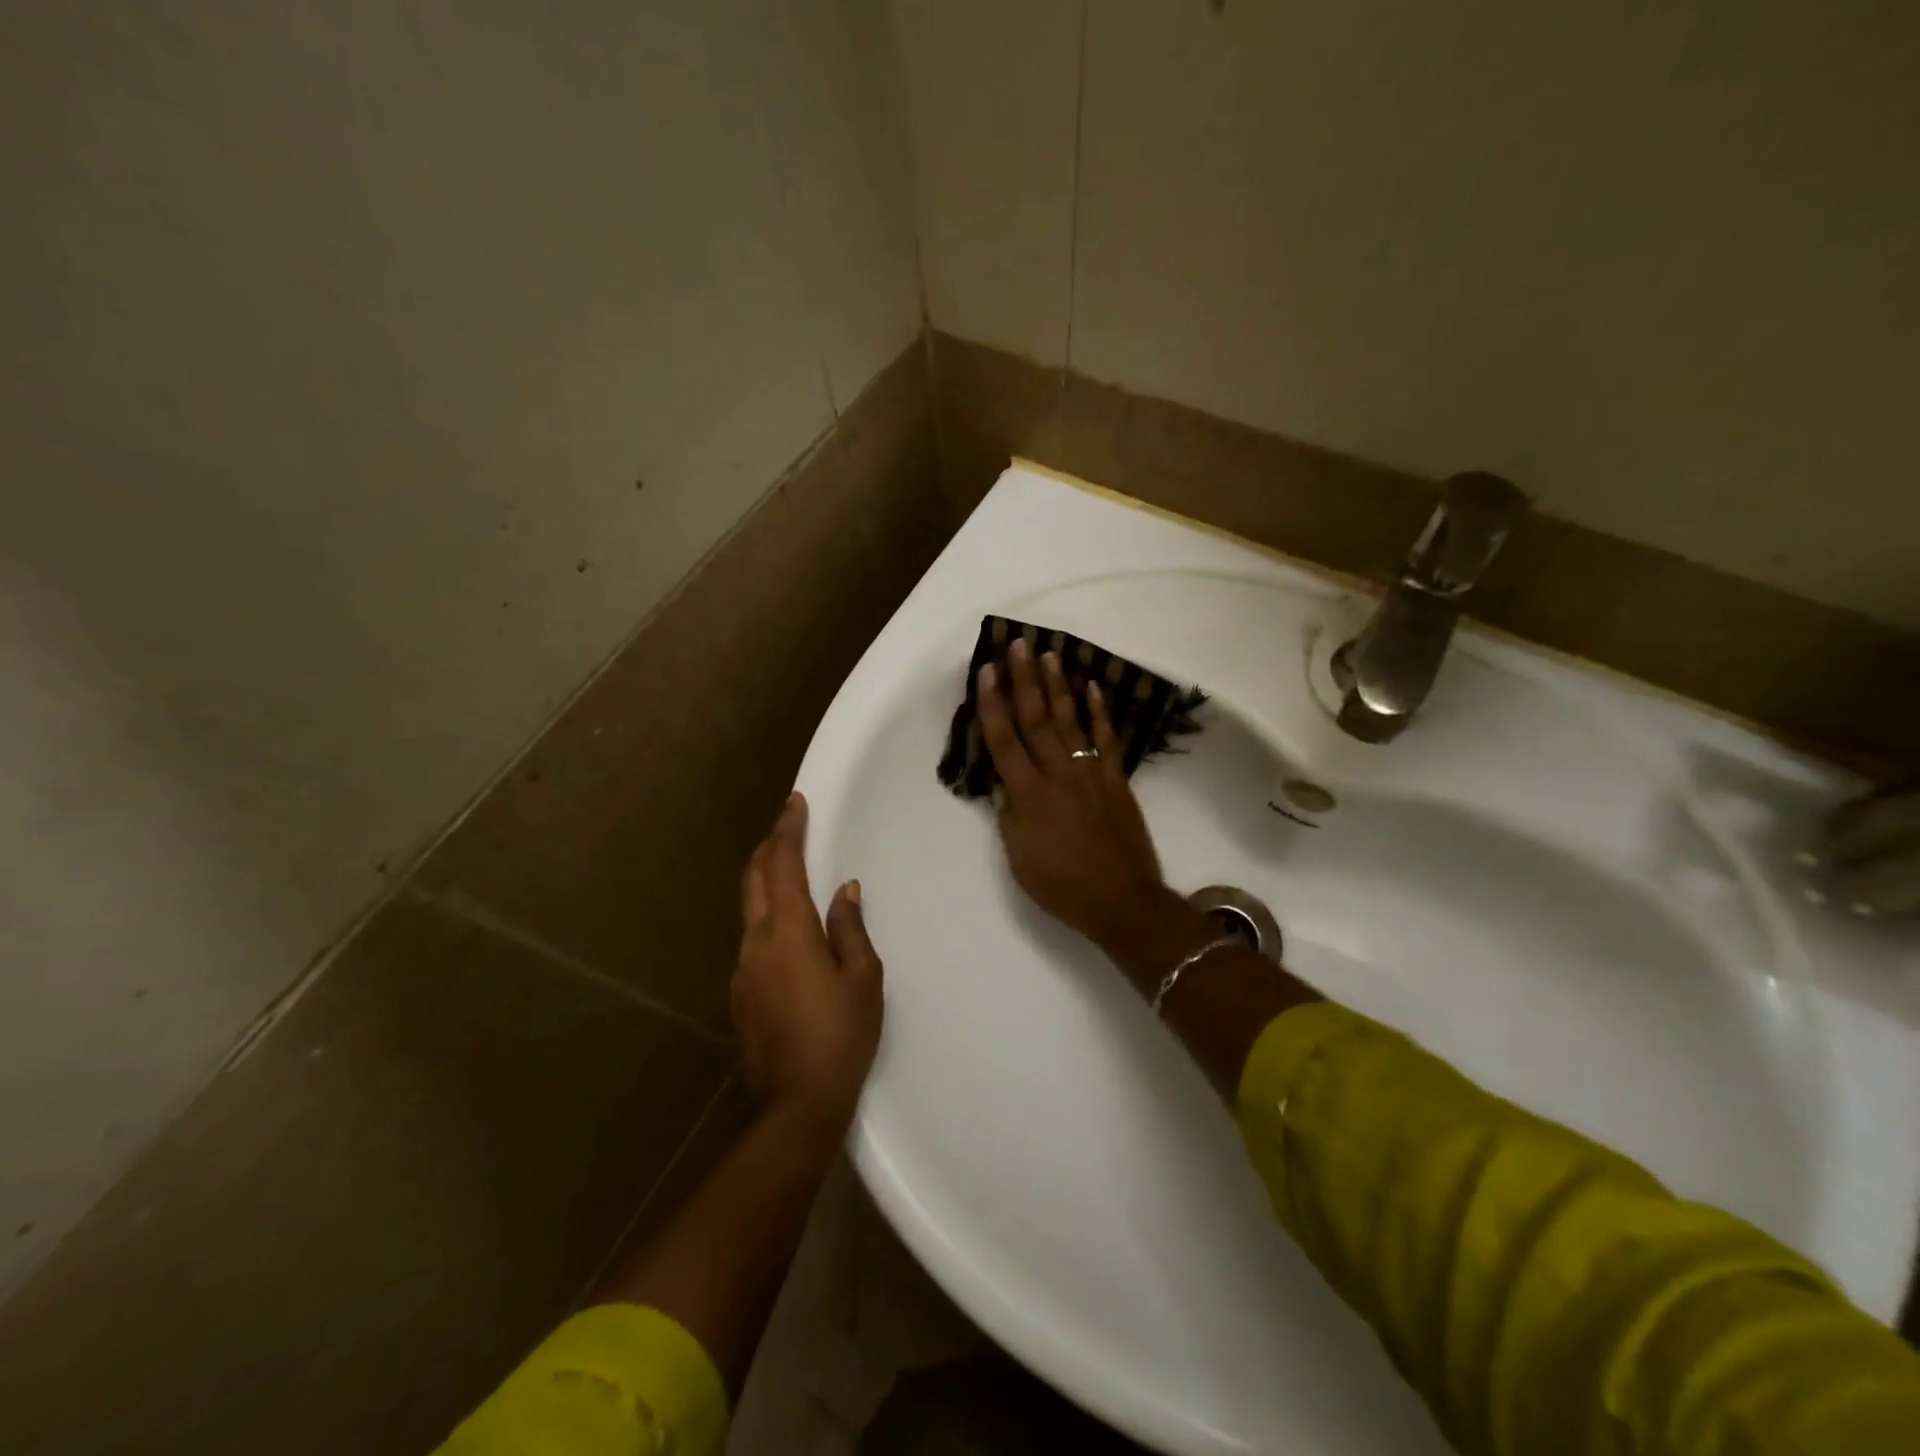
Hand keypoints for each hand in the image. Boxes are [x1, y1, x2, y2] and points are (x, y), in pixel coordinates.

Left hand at [733, 793, 882, 1134]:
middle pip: (755, 879)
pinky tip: (785, 927)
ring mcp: (743, 969)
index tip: (794, 803)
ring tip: (787, 868)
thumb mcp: (862, 978)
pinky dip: (766, 914)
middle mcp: (756, 941)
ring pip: (749, 907)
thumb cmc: (840, 1035)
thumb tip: (845, 890)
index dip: (788, 830)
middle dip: (770, 847)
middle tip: (788, 826)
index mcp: (789, 931)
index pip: (784, 865)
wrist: (795, 1103)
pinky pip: (752, 937)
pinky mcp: (740, 993)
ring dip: (765, 879)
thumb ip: (850, 927)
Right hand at [976, 638, 1170, 950]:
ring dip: (1059, 686)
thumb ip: (1009, 815)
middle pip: (1037, 719)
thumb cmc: (1062, 886)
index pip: (1004, 740)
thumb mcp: (1019, 858)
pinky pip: (1107, 739)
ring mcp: (1091, 773)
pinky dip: (1100, 712)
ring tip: (1050, 654)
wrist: (1122, 900)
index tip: (987, 671)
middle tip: (1019, 644)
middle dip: (1025, 680)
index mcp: (1028, 795)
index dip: (993, 704)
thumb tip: (1002, 782)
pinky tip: (1093, 687)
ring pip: (1070, 721)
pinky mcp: (1117, 779)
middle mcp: (1057, 774)